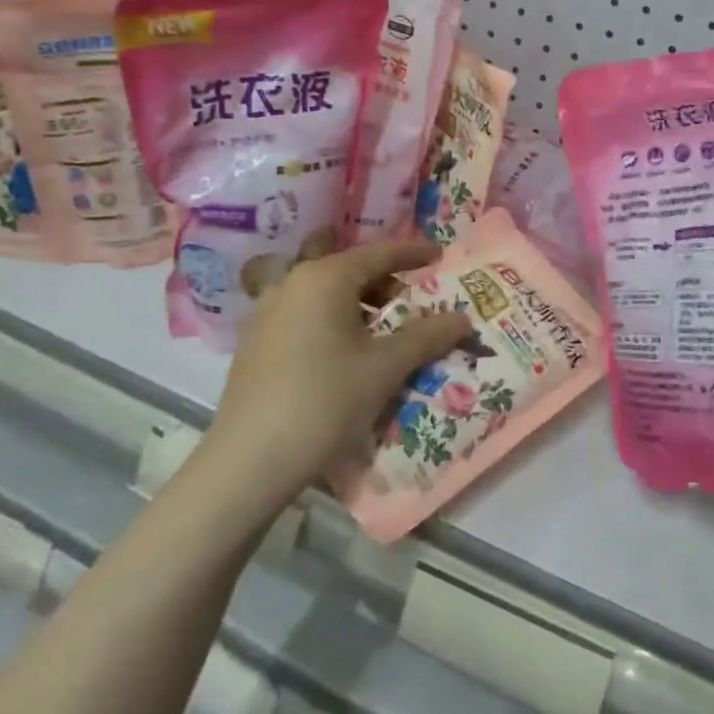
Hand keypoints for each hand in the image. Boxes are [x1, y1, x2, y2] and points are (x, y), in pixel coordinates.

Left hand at [199, 240, 473, 513]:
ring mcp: (268, 312)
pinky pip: (304, 314)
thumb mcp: (385, 368)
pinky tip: (345, 352)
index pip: (378, 254)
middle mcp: (292, 283)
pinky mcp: (256, 341)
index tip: (440, 253)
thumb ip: (427, 337)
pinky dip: (332, 320)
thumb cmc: (325, 402)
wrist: (250, 460)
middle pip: (348, 269)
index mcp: (324, 278)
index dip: (412, 253)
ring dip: (358, 303)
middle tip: (414, 302)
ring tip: (383, 330)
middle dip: (384, 281)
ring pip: (324, 293)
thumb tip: (462, 318)